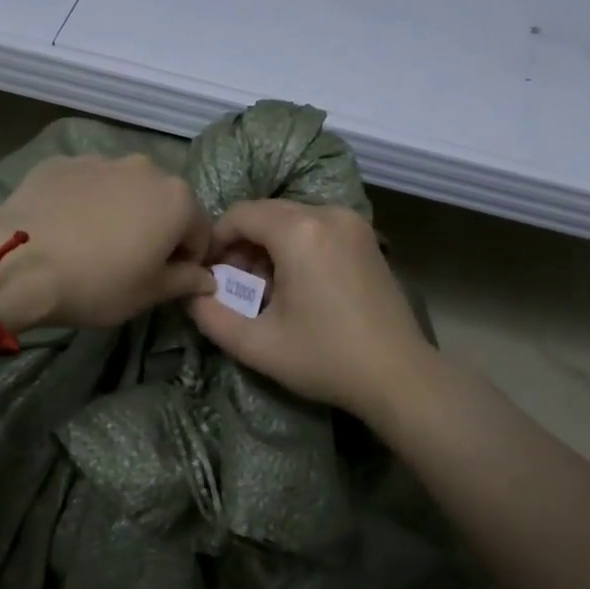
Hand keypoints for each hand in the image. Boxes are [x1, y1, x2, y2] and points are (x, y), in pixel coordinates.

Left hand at [0, 154, 214, 329]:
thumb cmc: (96, 283)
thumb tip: (207, 279)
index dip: (188, 260)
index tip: (167, 281)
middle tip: (131, 261)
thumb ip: (185, 281)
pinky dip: (85, 200)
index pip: (200, 232)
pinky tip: (65, 227)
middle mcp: (146, 169)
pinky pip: (86, 183)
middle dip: (157, 228)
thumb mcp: (148, 294)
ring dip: (121, 210)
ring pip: (125, 188)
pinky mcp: (62, 162)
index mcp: (177, 199)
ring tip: (94, 242)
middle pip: (164, 202)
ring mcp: (101, 160)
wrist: (17, 262)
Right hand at [188, 200, 432, 418]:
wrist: (398, 375)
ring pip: (293, 219)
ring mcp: (353, 224)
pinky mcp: (367, 239)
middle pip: (267, 213)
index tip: (209, 274)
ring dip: (269, 246)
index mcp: (299, 231)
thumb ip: (211, 317)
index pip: (240, 214)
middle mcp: (328, 214)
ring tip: (265, 290)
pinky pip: (318, 228)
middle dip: (242, 244)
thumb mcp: (257, 345)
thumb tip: (191, 295)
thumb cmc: (325, 358)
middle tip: (234, 285)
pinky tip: (298, 286)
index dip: (215, 240)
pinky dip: (297, 247)